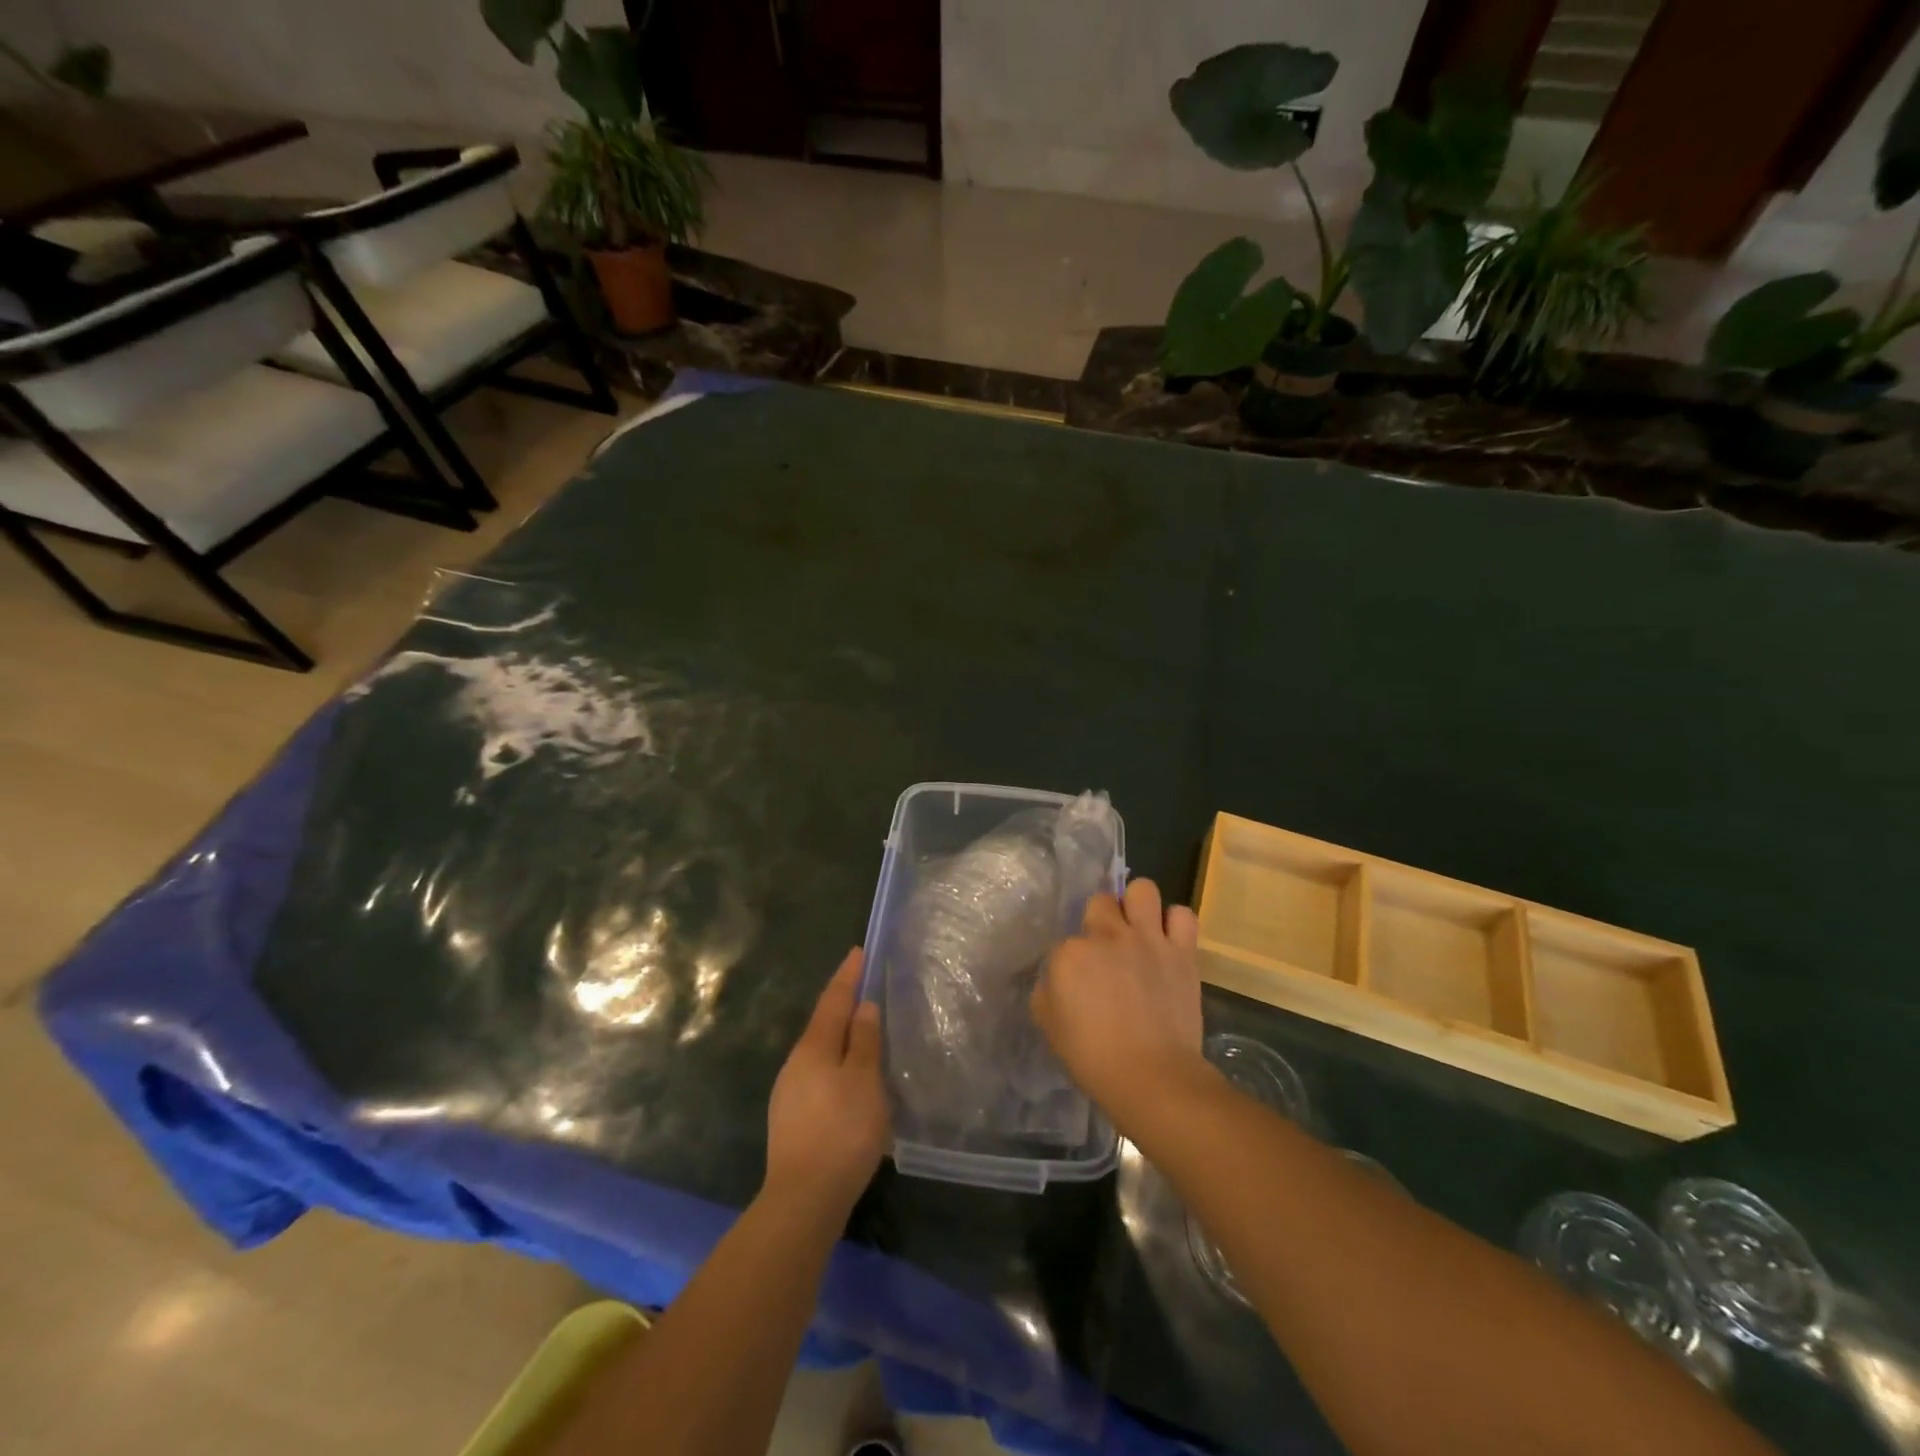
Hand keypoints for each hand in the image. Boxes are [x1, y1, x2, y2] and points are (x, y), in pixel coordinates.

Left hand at [764, 949, 889, 1219]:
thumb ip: (864, 1041)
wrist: (803, 1199)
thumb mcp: (864, 1081)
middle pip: (822, 1024)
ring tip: (862, 1033)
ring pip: (819, 1053)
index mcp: (814, 1047)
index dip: (847, 976)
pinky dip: (836, 1066)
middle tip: (864, 989)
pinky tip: (849, 1081)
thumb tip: (863, 1006)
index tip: (857, 952)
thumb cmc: (842, 1131)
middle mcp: (796, 1063)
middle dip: (842, 1005)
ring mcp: (789, 1092)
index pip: (833, 1000)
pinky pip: (818, 1076)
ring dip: (840, 1038)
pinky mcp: (792, 1119)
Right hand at [1031, 879, 1206, 1124]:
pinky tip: (1169, 940)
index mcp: (1069, 954)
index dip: (1072, 960)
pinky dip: (1175, 924)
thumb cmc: (1092, 1057)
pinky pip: (1183, 916)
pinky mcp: (1181, 951)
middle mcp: (1107, 936)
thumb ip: (1048, 991)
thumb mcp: (1049, 1025)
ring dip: (1138, 905)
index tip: (1077, 981)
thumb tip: (1056, 979)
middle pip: (1100, 901)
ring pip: (1143, 890)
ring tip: (1139, 928)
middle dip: (1101, 918)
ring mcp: (1147, 939)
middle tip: (1107, 946)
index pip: (1065, 940)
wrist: (1151, 1076)